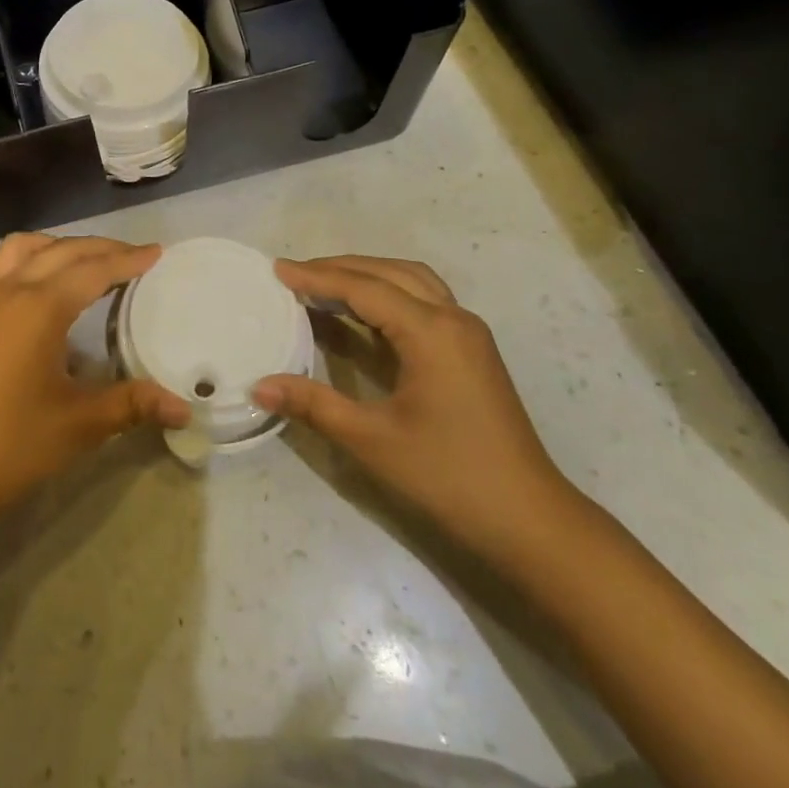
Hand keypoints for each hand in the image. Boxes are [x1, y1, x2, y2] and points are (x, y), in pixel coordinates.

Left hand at [0, 234, 190, 541]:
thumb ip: (133, 405)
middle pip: (61, 251)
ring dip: (55, 246)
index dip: (128, 260)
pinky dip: (12, 266)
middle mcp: (8, 291)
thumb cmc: (10, 446)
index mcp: (40, 307)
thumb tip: (185, 408)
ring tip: (81, 261)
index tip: (156, 253)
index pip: (93, 270)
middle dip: (100, 248)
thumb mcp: (79, 424)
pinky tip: (22, 285)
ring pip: (19, 250)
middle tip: (133, 257)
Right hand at [253, 255, 579, 562]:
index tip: (277, 269)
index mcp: (431, 331)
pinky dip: (389, 291)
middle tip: (294, 273)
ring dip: (367, 274)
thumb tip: (258, 385)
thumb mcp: (372, 440)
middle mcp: (453, 318)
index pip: (364, 288)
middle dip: (339, 268)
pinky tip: (364, 311)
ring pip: (411, 280)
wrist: (530, 520)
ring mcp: (468, 332)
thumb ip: (314, 404)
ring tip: (324, 283)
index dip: (317, 277)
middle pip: (389, 272)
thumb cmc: (449, 477)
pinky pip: (424, 299)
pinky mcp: (472, 349)